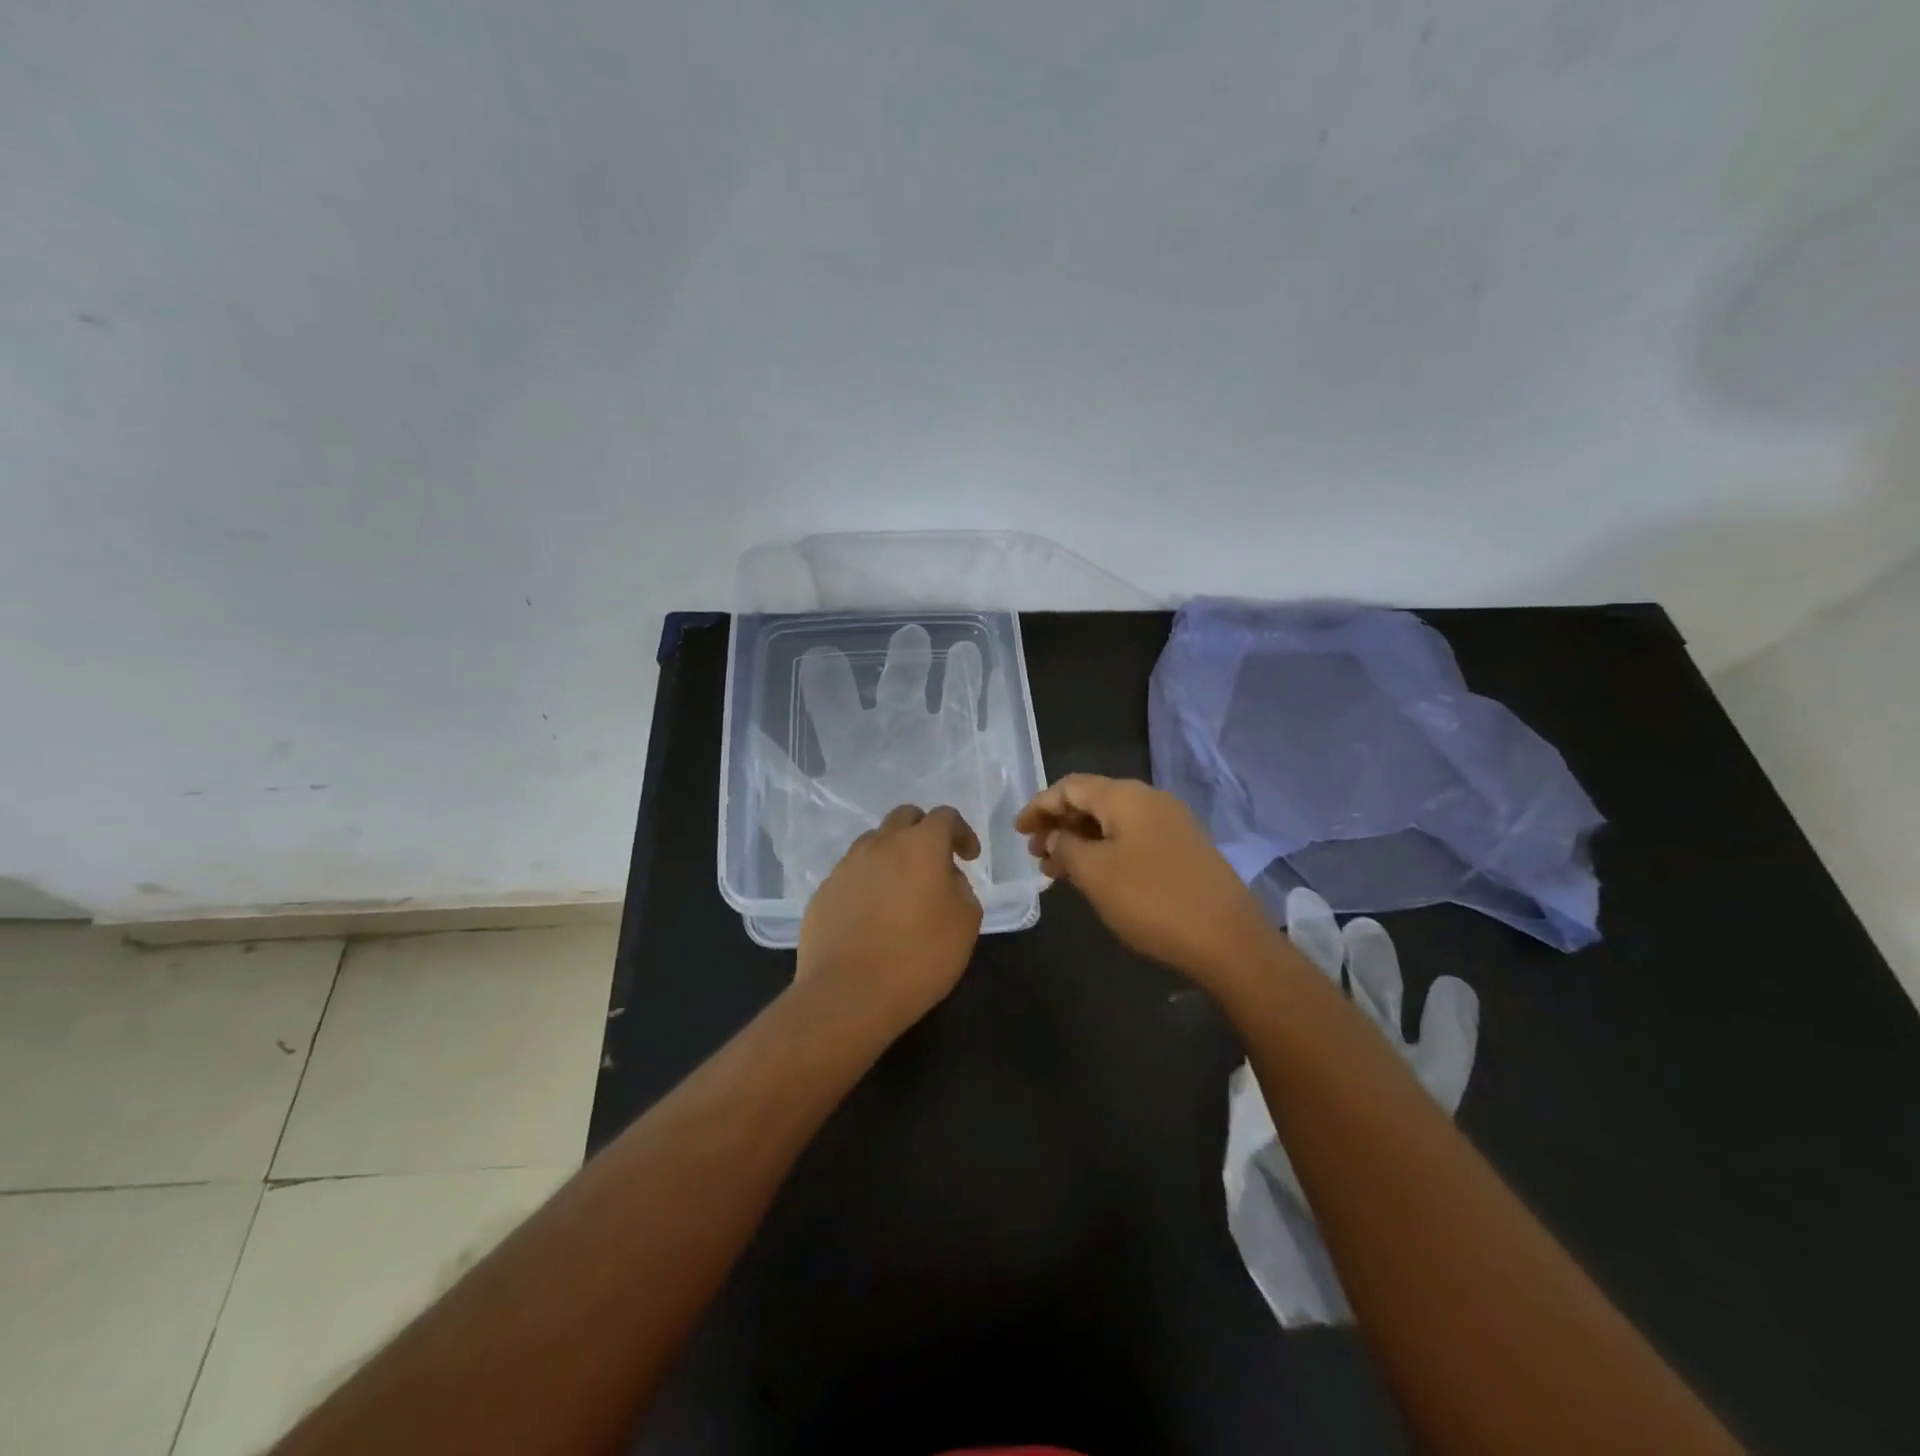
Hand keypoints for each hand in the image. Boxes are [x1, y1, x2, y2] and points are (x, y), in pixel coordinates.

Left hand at [796, 804, 983, 1035]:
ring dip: (892, 855)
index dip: (961, 832)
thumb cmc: (919, 957)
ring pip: (873, 843)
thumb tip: (946, 879)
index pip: (944, 816)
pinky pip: (851, 874)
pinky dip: (867, 883)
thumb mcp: (965, 924)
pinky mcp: (823, 891)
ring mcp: (846, 866)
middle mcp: (880, 844)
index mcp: (921, 845)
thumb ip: (962, 889)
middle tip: (934, 864)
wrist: (848, 993)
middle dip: (923, 832)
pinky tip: (872, 916)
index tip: (968, 858)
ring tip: (900, 891)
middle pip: (904, 818)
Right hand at [1015, 775, 1277, 987]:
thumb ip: (1066, 847)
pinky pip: (1131, 840)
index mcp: (1126, 796)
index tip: (1018, 831)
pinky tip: (1092, 877)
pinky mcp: (1182, 850)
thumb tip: (1056, 836)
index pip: (1070, 787)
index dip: (1039, 806)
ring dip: (1080, 841)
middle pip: (1092, 801)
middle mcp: (1150, 801)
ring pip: (1112, 823)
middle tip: (1036, 854)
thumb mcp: (1095, 873)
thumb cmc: (1151, 900)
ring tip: (1056, 871)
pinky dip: (1104, 852)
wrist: (1227, 939)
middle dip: (1058, 824)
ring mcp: (1171, 825)